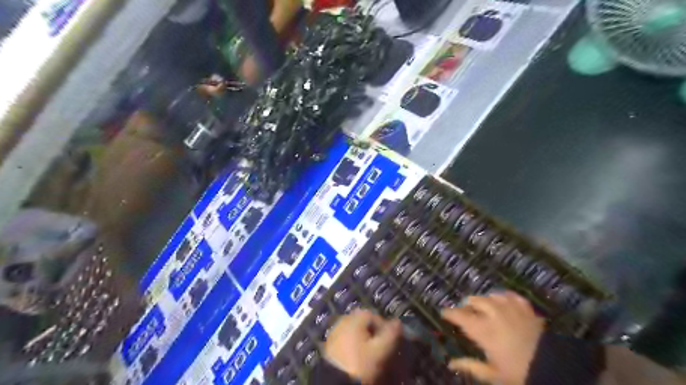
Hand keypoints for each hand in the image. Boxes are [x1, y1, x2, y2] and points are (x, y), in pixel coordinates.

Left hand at [324, 308, 403, 382]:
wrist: (335, 382)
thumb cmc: (360, 363)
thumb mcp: (380, 350)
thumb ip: (391, 334)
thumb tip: (398, 322)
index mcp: (355, 318)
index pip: (374, 316)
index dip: (385, 327)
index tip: (391, 341)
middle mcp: (344, 320)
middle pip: (363, 323)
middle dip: (374, 333)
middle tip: (381, 348)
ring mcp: (335, 332)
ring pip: (354, 332)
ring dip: (364, 340)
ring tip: (371, 355)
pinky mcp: (329, 345)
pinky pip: (346, 340)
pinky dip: (354, 346)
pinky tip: (358, 358)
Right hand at [443, 292, 543, 384]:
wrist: (556, 369)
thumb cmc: (520, 374)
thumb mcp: (493, 375)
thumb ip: (471, 366)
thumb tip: (451, 364)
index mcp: (483, 331)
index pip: (460, 316)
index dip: (450, 313)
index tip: (443, 313)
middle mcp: (494, 315)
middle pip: (475, 301)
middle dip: (468, 305)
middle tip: (466, 311)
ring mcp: (511, 309)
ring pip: (491, 296)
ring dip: (485, 300)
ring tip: (483, 305)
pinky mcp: (526, 309)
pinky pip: (511, 296)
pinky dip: (504, 296)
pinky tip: (503, 300)